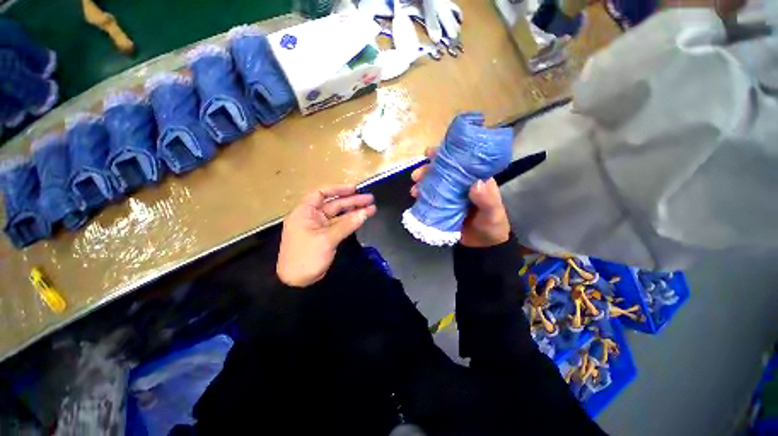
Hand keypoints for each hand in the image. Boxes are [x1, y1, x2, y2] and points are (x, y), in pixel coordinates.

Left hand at [277, 185, 376, 287]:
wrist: (297, 282)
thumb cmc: (306, 257)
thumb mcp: (326, 239)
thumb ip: (347, 225)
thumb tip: (365, 213)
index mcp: (305, 212)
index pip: (320, 193)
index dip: (337, 189)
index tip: (354, 189)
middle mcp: (312, 217)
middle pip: (334, 204)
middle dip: (352, 201)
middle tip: (370, 199)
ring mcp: (320, 227)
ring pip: (339, 215)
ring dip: (354, 211)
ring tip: (372, 208)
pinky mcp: (326, 237)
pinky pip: (340, 226)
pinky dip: (351, 222)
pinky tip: (363, 218)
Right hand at [410, 147, 510, 247]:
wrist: (483, 245)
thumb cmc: (492, 225)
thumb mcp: (494, 213)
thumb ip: (488, 200)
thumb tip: (476, 184)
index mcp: (475, 179)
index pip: (459, 161)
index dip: (445, 155)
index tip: (430, 153)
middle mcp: (460, 184)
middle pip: (442, 171)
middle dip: (427, 170)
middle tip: (416, 176)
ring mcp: (449, 195)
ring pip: (434, 183)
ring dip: (422, 183)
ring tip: (414, 191)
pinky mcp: (442, 206)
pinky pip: (431, 198)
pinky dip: (422, 196)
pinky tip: (415, 199)